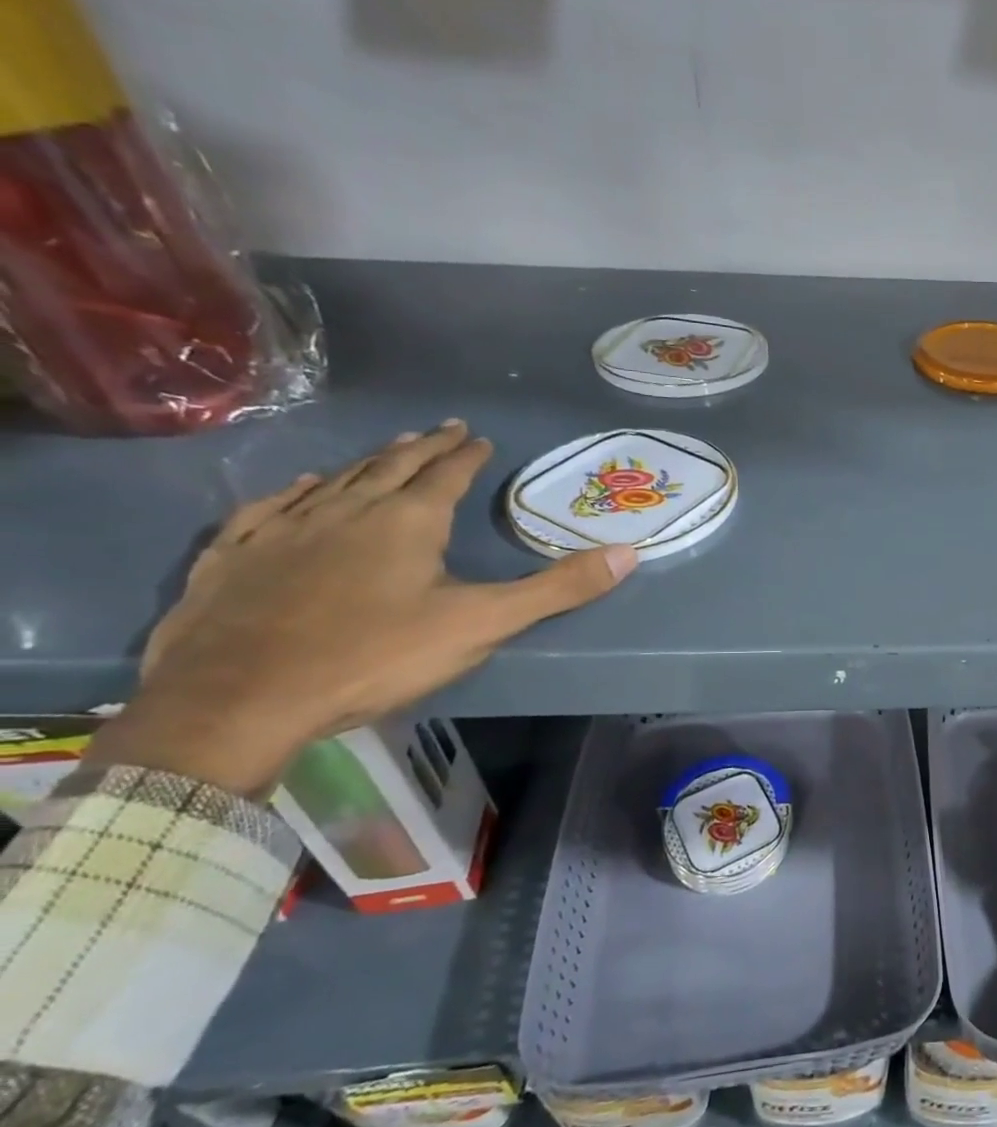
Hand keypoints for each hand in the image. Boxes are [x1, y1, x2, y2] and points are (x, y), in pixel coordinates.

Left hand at [89, 422, 636, 795]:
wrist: (239, 697)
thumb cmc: (375, 655)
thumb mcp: (482, 624)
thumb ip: (557, 589)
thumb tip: (629, 553)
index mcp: (408, 521)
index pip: (446, 474)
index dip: (466, 455)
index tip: (478, 436)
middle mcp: (347, 509)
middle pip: (391, 466)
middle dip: (421, 447)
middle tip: (440, 429)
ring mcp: (285, 528)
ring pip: (335, 480)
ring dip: (366, 462)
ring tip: (386, 449)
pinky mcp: (236, 554)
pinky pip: (272, 506)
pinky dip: (295, 489)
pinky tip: (300, 486)